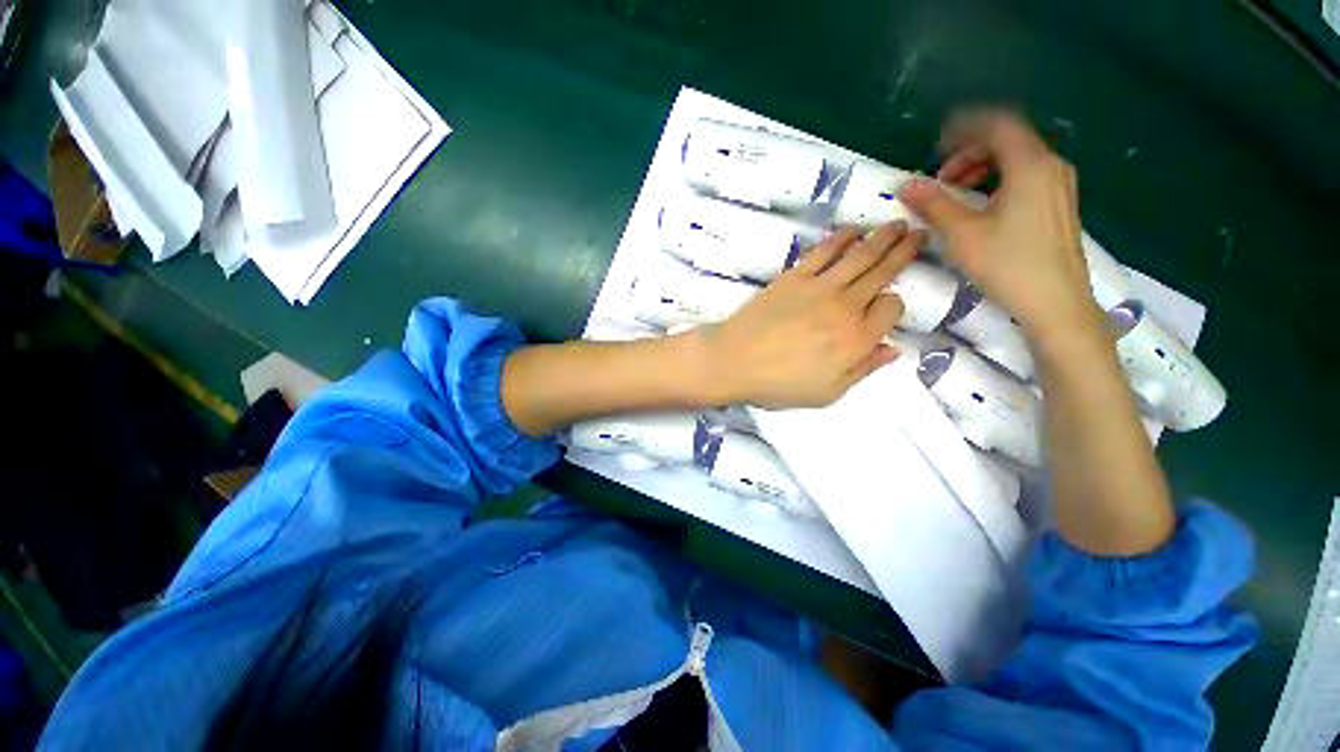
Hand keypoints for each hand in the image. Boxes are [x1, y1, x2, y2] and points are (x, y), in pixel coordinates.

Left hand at [695, 222, 920, 407]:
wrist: (733, 361)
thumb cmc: (777, 384)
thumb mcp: (826, 393)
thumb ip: (862, 370)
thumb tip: (892, 349)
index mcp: (856, 340)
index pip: (892, 309)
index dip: (894, 305)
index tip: (886, 306)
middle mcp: (845, 307)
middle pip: (882, 274)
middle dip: (905, 253)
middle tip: (919, 236)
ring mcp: (819, 287)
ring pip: (861, 255)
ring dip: (883, 237)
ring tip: (899, 225)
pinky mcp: (794, 276)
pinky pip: (824, 251)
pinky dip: (841, 238)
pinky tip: (853, 231)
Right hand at [898, 110, 1105, 345]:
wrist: (1056, 302)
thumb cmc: (1007, 264)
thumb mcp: (962, 234)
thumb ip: (934, 204)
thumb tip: (906, 186)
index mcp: (1030, 165)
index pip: (997, 124)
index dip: (964, 128)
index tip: (935, 147)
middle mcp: (1051, 166)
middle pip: (1008, 139)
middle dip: (970, 151)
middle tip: (942, 179)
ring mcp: (1060, 185)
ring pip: (1018, 158)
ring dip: (983, 167)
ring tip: (958, 193)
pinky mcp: (1060, 204)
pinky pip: (1027, 175)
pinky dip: (999, 179)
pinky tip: (983, 207)